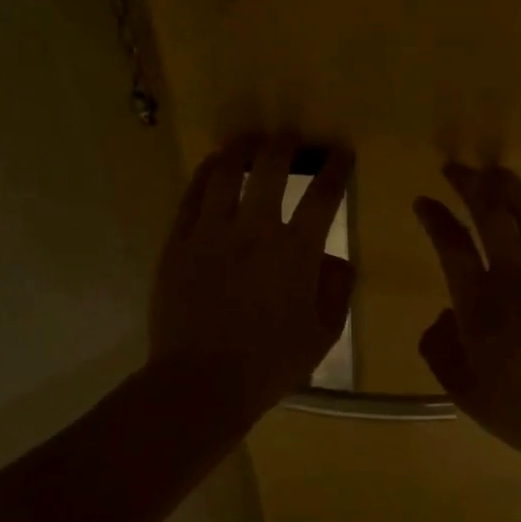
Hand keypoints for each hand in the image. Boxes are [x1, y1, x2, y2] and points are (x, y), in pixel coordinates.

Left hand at [149, 134, 354, 418]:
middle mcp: (255, 230)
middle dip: (286, 145)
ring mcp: (211, 233)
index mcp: (296, 251)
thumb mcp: (324, 333)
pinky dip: (206, 174)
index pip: (323, 194)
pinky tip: (213, 166)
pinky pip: (192, 197)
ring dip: (241, 149)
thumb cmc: (270, 363)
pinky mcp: (179, 243)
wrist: (200, 383)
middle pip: (271, 168)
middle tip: (291, 137)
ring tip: (249, 141)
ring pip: (226, 173)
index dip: (336, 168)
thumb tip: (335, 259)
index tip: (341, 152)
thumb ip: (337, 289)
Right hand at [413, 164, 520, 463]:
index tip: (424, 201)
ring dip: (510, 185)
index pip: (452, 247)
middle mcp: (514, 279)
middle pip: (491, 215)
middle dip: (470, 184)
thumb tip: (440, 315)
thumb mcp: (466, 394)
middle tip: (456, 169)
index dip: (436, 218)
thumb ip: (440, 351)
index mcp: (480, 308)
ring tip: (495, 170)